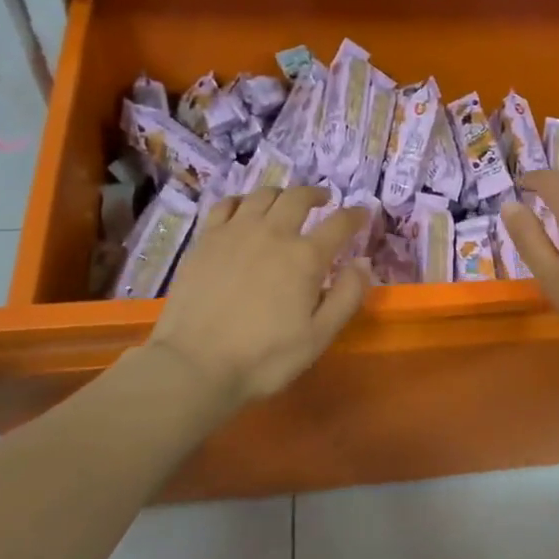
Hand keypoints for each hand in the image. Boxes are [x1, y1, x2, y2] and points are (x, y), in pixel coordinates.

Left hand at [146, 187, 369, 409]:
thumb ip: (347, 296)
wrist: (196, 364)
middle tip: (324, 200)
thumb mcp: (319, 336)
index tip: (362, 213)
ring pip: (264, 194)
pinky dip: (243, 201)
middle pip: (299, 197)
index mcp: (305, 257)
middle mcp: (273, 233)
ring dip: (282, 194)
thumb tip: (363, 262)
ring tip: (286, 202)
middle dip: (316, 195)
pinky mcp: (206, 239)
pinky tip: (245, 210)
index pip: (339, 224)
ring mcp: (235, 232)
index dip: (355, 216)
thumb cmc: (264, 357)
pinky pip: (227, 204)